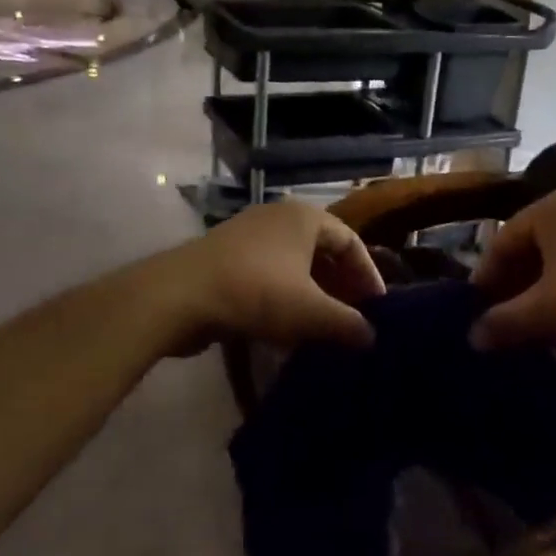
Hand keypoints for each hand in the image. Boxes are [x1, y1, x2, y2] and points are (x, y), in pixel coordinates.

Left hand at [150, 200, 384, 354]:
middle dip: (340, 287)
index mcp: (305, 217)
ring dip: (313, 296)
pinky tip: (287, 330)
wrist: (177, 297)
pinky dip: (284, 298)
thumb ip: (347, 324)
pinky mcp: (225, 258)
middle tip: (353, 319)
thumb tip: (371, 338)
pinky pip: (268, 275)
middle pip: (322, 252)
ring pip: (294, 266)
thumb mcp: (310, 312)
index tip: (377, 309)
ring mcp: (248, 236)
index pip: (351, 242)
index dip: (368, 276)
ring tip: (323, 328)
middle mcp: (278, 217)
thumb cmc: (256, 292)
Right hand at [469, 191, 555, 350]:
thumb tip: (472, 338)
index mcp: (547, 210)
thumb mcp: (548, 309)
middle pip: (528, 252)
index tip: (475, 314)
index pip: (500, 242)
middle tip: (502, 325)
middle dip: (514, 291)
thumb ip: (505, 322)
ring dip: (541, 298)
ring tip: (533, 332)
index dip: (485, 279)